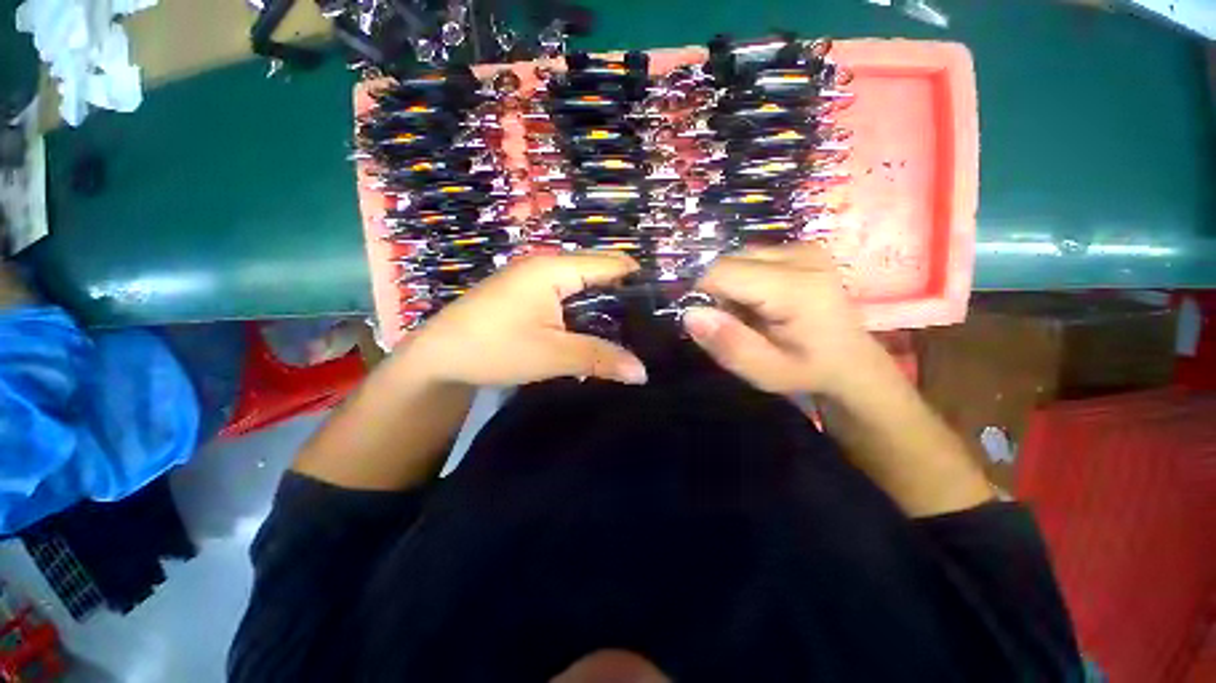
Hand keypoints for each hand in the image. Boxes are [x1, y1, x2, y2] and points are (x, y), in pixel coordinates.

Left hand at [396, 253, 647, 386]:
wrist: (436, 358)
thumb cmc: (493, 349)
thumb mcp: (552, 355)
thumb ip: (600, 359)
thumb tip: (643, 373)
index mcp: (555, 269)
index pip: (613, 264)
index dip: (641, 283)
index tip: (664, 309)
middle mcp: (548, 266)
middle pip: (601, 274)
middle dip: (626, 298)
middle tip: (652, 327)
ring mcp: (537, 280)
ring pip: (586, 288)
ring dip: (607, 308)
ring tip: (634, 332)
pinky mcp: (529, 296)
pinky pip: (570, 298)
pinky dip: (588, 313)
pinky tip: (600, 333)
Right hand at [683, 243, 890, 398]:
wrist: (851, 362)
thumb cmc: (808, 371)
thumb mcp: (765, 372)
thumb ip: (728, 344)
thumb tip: (690, 313)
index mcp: (797, 287)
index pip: (721, 272)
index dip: (704, 296)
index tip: (712, 324)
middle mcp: (801, 255)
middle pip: (728, 262)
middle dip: (718, 293)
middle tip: (736, 323)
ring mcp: (803, 247)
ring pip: (736, 259)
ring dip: (730, 287)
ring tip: (750, 314)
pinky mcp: (800, 247)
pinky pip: (749, 258)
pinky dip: (743, 280)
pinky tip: (761, 301)